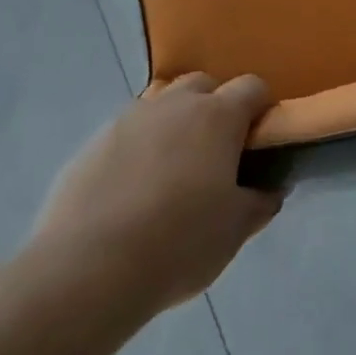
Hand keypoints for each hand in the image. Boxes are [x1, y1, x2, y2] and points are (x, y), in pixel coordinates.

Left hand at [29, 74, 281, 314]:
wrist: (87, 269)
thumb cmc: (178, 243)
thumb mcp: (235, 230)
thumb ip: (259, 202)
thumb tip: (268, 190)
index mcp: (217, 116)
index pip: (252, 87)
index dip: (261, 109)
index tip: (259, 142)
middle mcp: (174, 104)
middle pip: (203, 85)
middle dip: (214, 107)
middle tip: (215, 154)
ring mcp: (129, 119)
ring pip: (161, 104)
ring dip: (173, 123)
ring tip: (170, 171)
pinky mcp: (92, 143)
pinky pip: (127, 132)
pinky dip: (137, 148)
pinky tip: (131, 191)